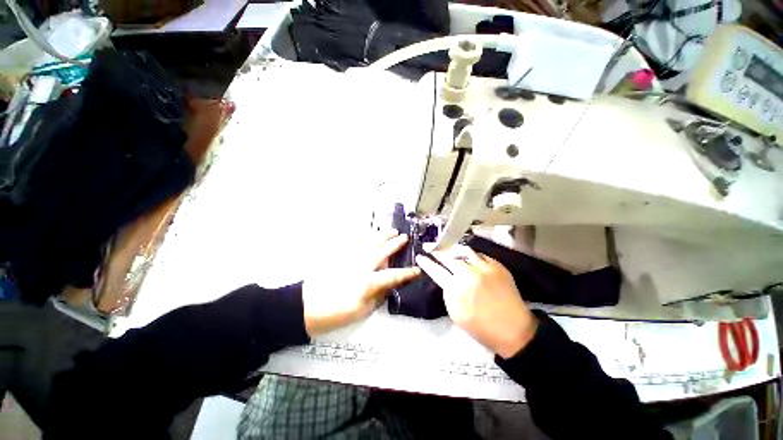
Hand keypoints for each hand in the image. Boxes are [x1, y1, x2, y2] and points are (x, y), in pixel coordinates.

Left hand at [303, 231, 420, 335]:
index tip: (417, 269)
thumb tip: (387, 289)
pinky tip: (372, 236)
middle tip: (405, 237)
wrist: (305, 306)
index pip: (393, 276)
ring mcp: (352, 260)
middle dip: (395, 245)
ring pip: (371, 245)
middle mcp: (363, 267)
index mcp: (368, 282)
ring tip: (392, 230)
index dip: (407, 273)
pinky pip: (358, 245)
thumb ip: (376, 298)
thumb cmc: (334, 314)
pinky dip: (368, 239)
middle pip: (382, 253)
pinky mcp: (343, 258)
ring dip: (383, 237)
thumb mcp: (360, 312)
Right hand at [415, 245, 537, 357]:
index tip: (421, 256)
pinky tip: (469, 258)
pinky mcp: (498, 266)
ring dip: (454, 250)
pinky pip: (480, 255)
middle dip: (438, 252)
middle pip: (449, 257)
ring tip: (450, 250)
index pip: (436, 270)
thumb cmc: (481, 327)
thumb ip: (448, 292)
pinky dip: (471, 255)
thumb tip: (445, 279)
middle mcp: (469, 274)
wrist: (514, 330)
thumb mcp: (455, 314)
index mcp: (456, 290)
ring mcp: (485, 268)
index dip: (427, 262)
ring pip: (464, 251)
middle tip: (432, 248)